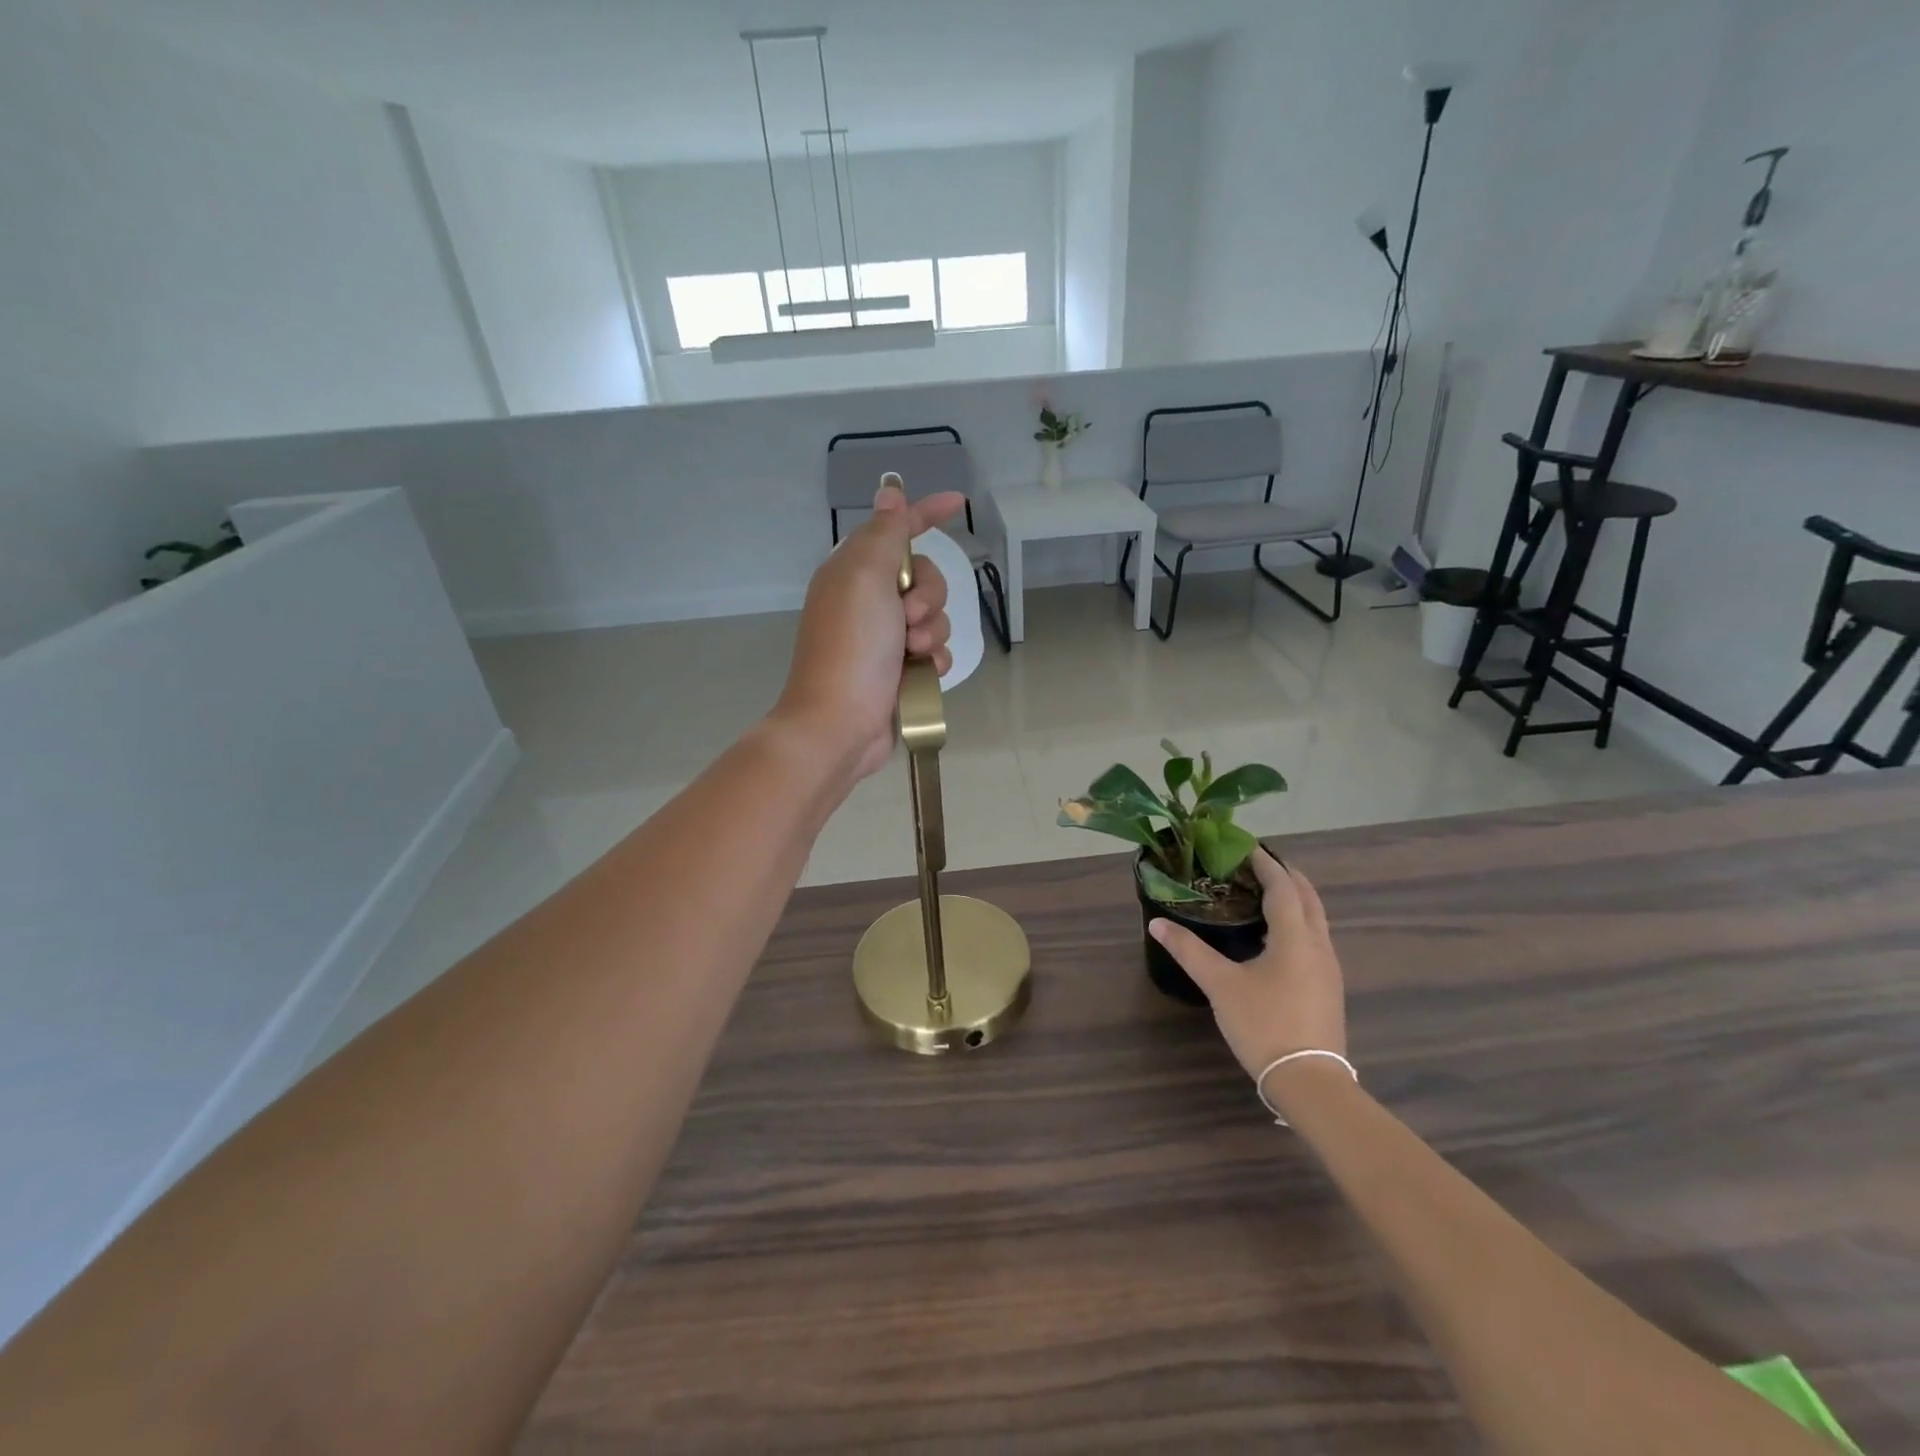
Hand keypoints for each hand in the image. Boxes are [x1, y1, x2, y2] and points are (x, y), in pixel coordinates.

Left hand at [773, 479, 963, 782]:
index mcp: (854, 572)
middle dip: (928, 595)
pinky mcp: (901, 671)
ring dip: (931, 632)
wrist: (841, 722)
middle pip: (924, 577)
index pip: (896, 531)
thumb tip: (889, 491)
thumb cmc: (851, 646)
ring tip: (911, 654)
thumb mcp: (865, 577)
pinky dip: (933, 660)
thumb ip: (884, 534)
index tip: (957, 504)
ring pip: (935, 617)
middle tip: (908, 617)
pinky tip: (921, 673)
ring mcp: (885, 638)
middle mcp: (869, 601)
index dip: (925, 513)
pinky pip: (935, 651)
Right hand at [1148, 850, 1345, 1079]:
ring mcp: (1328, 969)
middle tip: (1259, 862)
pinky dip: (1299, 922)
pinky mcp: (1328, 988)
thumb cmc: (1265, 1024)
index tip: (1246, 846)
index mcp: (1296, 938)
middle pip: (1308, 898)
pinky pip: (1315, 939)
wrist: (1309, 1082)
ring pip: (1316, 919)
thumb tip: (1157, 923)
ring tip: (1266, 892)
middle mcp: (1319, 946)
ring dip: (1295, 898)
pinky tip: (1278, 936)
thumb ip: (1189, 951)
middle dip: (1287, 876)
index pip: (1283, 887)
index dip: (1266, 864)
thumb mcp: (1220, 985)